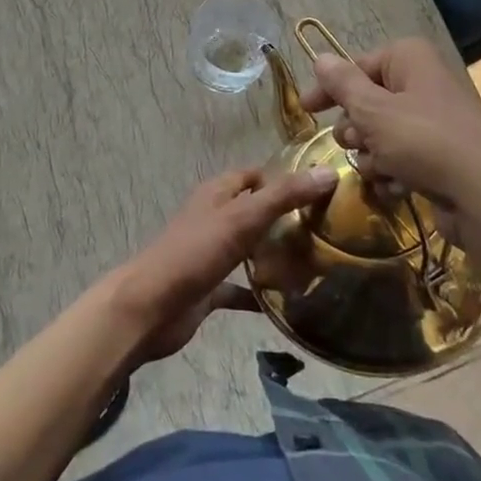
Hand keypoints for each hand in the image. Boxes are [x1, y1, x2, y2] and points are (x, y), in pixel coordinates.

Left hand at [112, 167, 337, 362]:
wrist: (151, 307)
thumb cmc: (195, 252)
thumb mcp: (243, 218)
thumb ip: (284, 196)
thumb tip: (329, 172)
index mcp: (217, 194)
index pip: (253, 175)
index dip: (282, 178)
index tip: (318, 190)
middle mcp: (213, 218)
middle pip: (253, 211)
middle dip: (283, 218)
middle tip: (324, 230)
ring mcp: (210, 254)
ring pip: (247, 248)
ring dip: (272, 254)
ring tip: (313, 264)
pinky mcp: (208, 287)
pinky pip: (239, 287)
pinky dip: (259, 293)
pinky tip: (287, 304)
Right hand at [298, 37, 480, 248]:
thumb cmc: (425, 142)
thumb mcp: (373, 111)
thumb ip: (342, 84)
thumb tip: (319, 56)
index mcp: (409, 59)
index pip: (357, 66)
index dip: (330, 89)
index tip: (306, 110)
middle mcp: (422, 82)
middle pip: (368, 101)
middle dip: (356, 127)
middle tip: (358, 142)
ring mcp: (434, 121)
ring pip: (381, 133)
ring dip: (372, 154)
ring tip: (382, 169)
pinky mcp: (441, 156)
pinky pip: (401, 157)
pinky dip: (393, 172)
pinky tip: (398, 186)